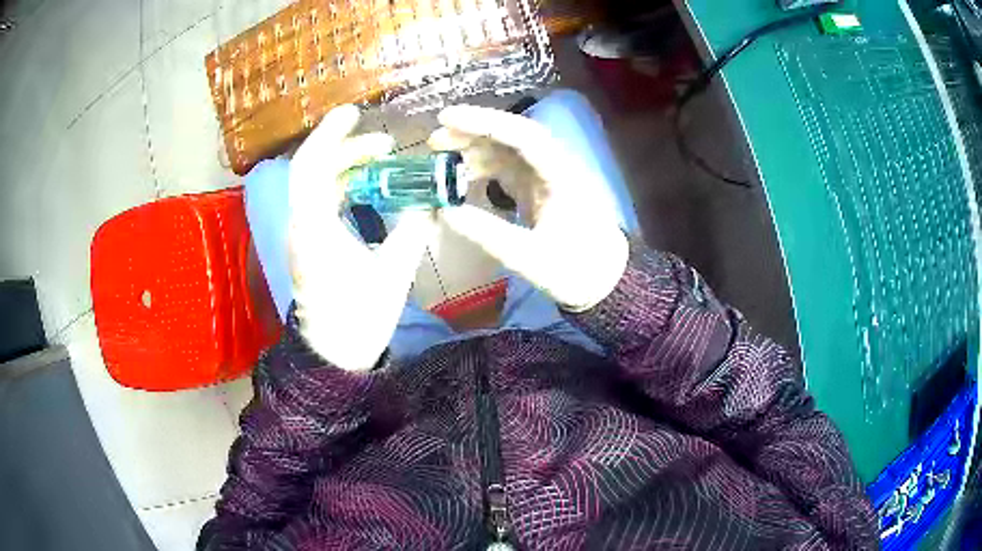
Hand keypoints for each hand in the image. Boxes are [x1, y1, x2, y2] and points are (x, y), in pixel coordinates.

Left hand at [289, 105, 435, 370]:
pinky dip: (344, 185)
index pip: (310, 168)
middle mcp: (302, 225)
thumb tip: (429, 203)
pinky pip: (322, 200)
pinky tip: (368, 187)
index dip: (329, 135)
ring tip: (381, 160)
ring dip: (346, 166)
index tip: (354, 114)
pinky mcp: (309, 242)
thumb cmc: (359, 319)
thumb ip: (411, 232)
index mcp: (314, 229)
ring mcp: (303, 233)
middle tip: (385, 144)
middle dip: (348, 149)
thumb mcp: (393, 274)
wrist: (334, 354)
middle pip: (314, 170)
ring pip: (317, 184)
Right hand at [429, 105, 628, 311]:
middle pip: (512, 136)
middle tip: (434, 141)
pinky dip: (481, 167)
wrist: (601, 279)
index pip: (523, 136)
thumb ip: (487, 234)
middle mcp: (554, 166)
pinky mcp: (538, 187)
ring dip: (474, 148)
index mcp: (561, 176)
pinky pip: (506, 167)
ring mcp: (546, 175)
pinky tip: (460, 175)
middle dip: (473, 131)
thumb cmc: (574, 270)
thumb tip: (445, 211)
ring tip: (439, 157)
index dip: (484, 122)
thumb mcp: (529, 258)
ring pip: (507, 149)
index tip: (446, 118)